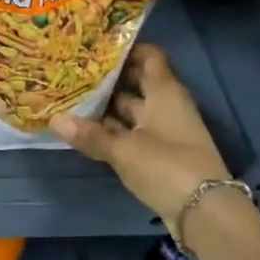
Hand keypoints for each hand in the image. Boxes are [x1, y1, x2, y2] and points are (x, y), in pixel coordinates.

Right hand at [49, 44, 232, 225]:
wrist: (205, 213)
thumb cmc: (167, 166)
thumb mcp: (125, 150)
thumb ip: (91, 135)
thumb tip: (54, 119)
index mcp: (164, 92)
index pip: (149, 56)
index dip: (126, 49)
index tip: (95, 47)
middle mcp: (166, 106)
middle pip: (137, 83)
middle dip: (108, 79)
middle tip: (73, 72)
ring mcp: (164, 131)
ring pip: (132, 111)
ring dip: (107, 108)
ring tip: (71, 99)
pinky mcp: (160, 155)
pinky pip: (132, 134)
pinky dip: (112, 131)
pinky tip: (86, 131)